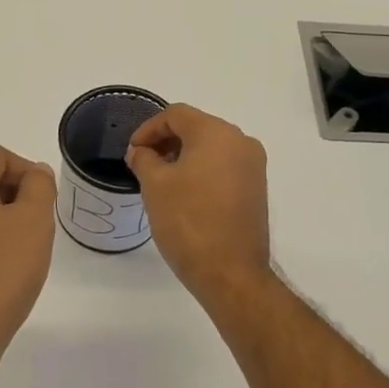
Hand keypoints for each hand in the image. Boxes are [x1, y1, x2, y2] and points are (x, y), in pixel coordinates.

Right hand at [126, 104, 272, 307]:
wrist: (230, 272)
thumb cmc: (188, 221)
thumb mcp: (155, 186)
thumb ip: (144, 159)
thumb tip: (141, 152)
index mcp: (217, 133)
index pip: (176, 115)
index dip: (148, 129)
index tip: (132, 152)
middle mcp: (241, 142)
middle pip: (197, 127)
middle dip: (166, 141)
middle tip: (143, 163)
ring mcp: (253, 166)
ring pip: (211, 147)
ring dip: (184, 156)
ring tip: (160, 180)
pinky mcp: (256, 188)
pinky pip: (224, 166)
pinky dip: (202, 170)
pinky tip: (184, 193)